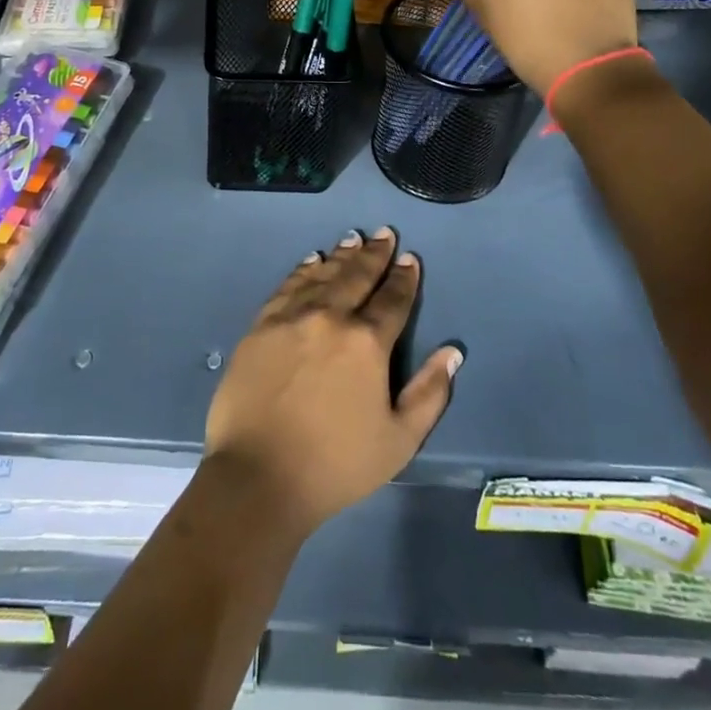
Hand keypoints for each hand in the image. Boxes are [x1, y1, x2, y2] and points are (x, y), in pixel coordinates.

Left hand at [204, 228, 461, 538]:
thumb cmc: (335, 465)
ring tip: (353, 240)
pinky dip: (304, 270)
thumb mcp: (398, 441)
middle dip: (374, 254)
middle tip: (384, 233)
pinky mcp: (261, 325)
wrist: (257, 476)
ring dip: (341, 255)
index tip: (410, 259)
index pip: (392, 300)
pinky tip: (311, 261)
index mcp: (366, 342)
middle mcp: (330, 316)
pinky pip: (288, 286)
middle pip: (357, 276)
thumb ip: (429, 393)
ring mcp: (292, 317)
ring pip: (322, 274)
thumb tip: (452, 352)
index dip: (404, 278)